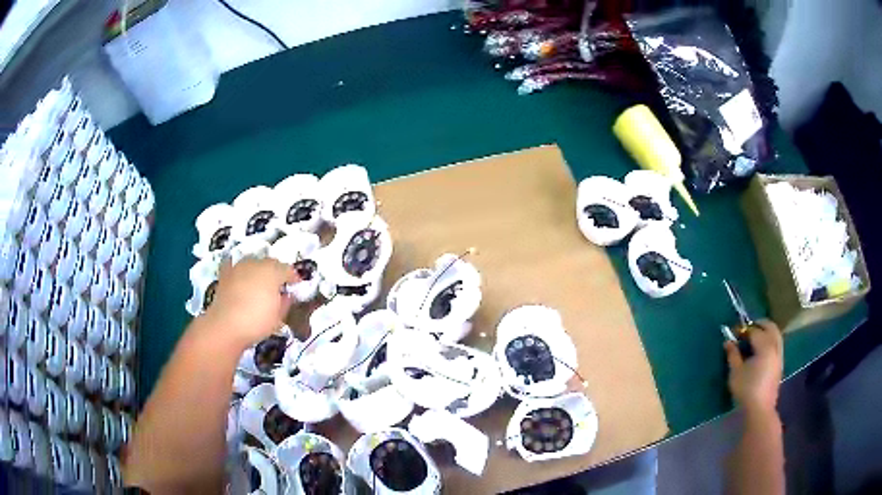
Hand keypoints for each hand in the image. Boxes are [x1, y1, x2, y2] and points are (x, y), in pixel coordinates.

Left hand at [202, 256, 297, 349]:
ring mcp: (239, 267)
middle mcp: (256, 264)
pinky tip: (241, 281)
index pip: (287, 269)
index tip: (296, 284)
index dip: (293, 277)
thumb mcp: (278, 317)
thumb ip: (285, 303)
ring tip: (260, 285)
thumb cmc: (257, 322)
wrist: (226, 325)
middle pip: (270, 263)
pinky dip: (241, 273)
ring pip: (253, 264)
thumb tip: (286, 295)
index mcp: (273, 272)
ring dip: (258, 271)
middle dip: (276, 272)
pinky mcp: (225, 274)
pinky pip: (236, 268)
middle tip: (278, 286)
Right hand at [724, 320, 783, 414]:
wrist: (760, 409)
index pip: (754, 330)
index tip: (734, 332)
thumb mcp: (735, 373)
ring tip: (755, 337)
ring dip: (766, 331)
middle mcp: (775, 346)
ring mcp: (779, 355)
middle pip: (770, 327)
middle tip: (747, 328)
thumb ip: (733, 355)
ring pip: (776, 334)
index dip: (744, 329)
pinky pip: (777, 344)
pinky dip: (770, 340)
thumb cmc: (746, 390)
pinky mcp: (780, 364)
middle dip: (759, 324)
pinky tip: (762, 349)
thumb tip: (728, 341)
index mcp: (764, 346)